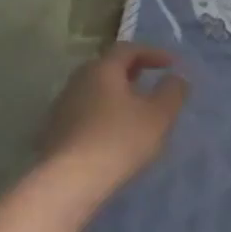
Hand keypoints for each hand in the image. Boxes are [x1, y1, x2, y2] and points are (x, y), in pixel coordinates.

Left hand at [38, 44, 189, 199]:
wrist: (69, 182)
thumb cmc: (120, 139)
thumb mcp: (160, 114)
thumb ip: (173, 91)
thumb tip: (176, 78)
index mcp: (102, 69)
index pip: (128, 49)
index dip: (153, 53)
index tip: (172, 65)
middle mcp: (77, 82)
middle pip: (107, 68)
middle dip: (131, 72)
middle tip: (150, 82)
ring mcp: (61, 108)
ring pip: (94, 92)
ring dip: (116, 96)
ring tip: (135, 112)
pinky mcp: (54, 134)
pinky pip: (85, 114)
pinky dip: (103, 116)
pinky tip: (114, 134)